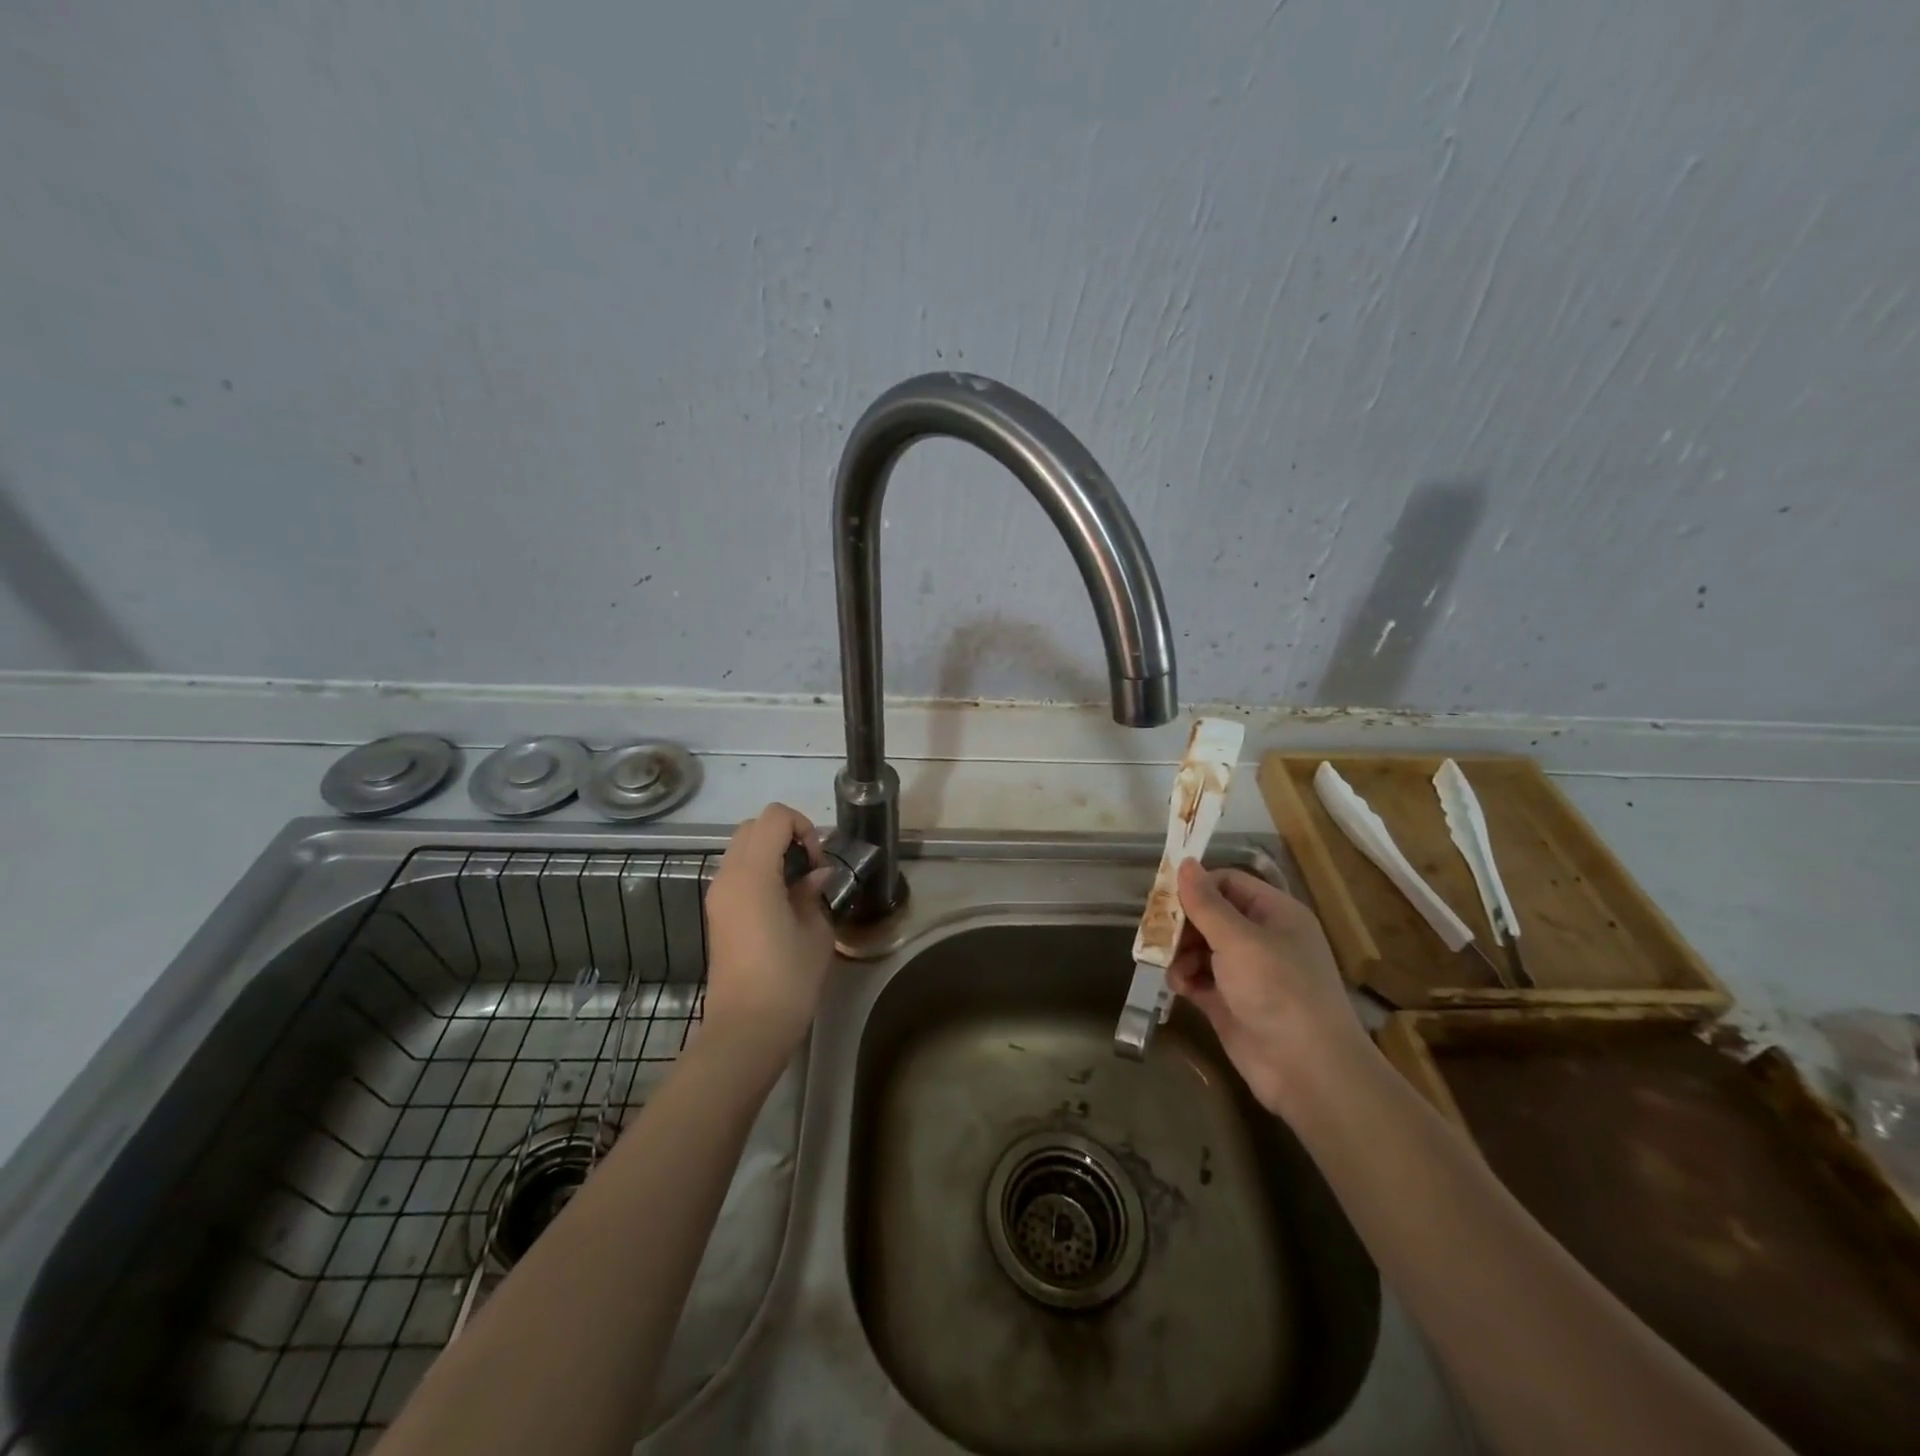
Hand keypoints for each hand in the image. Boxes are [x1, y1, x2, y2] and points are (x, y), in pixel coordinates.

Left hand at [702, 803, 836, 1055]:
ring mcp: (717, 895)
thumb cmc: (788, 978)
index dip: (803, 827)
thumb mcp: (815, 930)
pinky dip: (760, 871)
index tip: (817, 862)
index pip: (775, 817)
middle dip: (786, 835)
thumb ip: (813, 892)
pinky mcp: (716, 913)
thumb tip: (815, 875)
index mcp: (753, 874)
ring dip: (771, 853)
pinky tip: (783, 903)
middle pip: (754, 826)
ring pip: (742, 848)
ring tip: (798, 886)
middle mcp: (728, 876)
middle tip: (810, 868)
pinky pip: (737, 873)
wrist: (746, 1028)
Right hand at [1167, 861, 1369, 1115]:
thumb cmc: (1278, 990)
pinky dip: (1185, 978)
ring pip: (1201, 947)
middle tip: (1156, 933)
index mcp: (1275, 914)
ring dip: (1180, 953)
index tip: (1164, 897)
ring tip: (1169, 965)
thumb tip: (1184, 862)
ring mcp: (1247, 973)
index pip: (1229, 883)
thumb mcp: (1239, 940)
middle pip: (1211, 915)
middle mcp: (1262, 939)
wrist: (1308, 1070)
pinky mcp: (1231, 1003)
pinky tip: (1178, 986)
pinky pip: (1200, 979)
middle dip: (1182, 923)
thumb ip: (1206, 903)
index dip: (1197, 886)